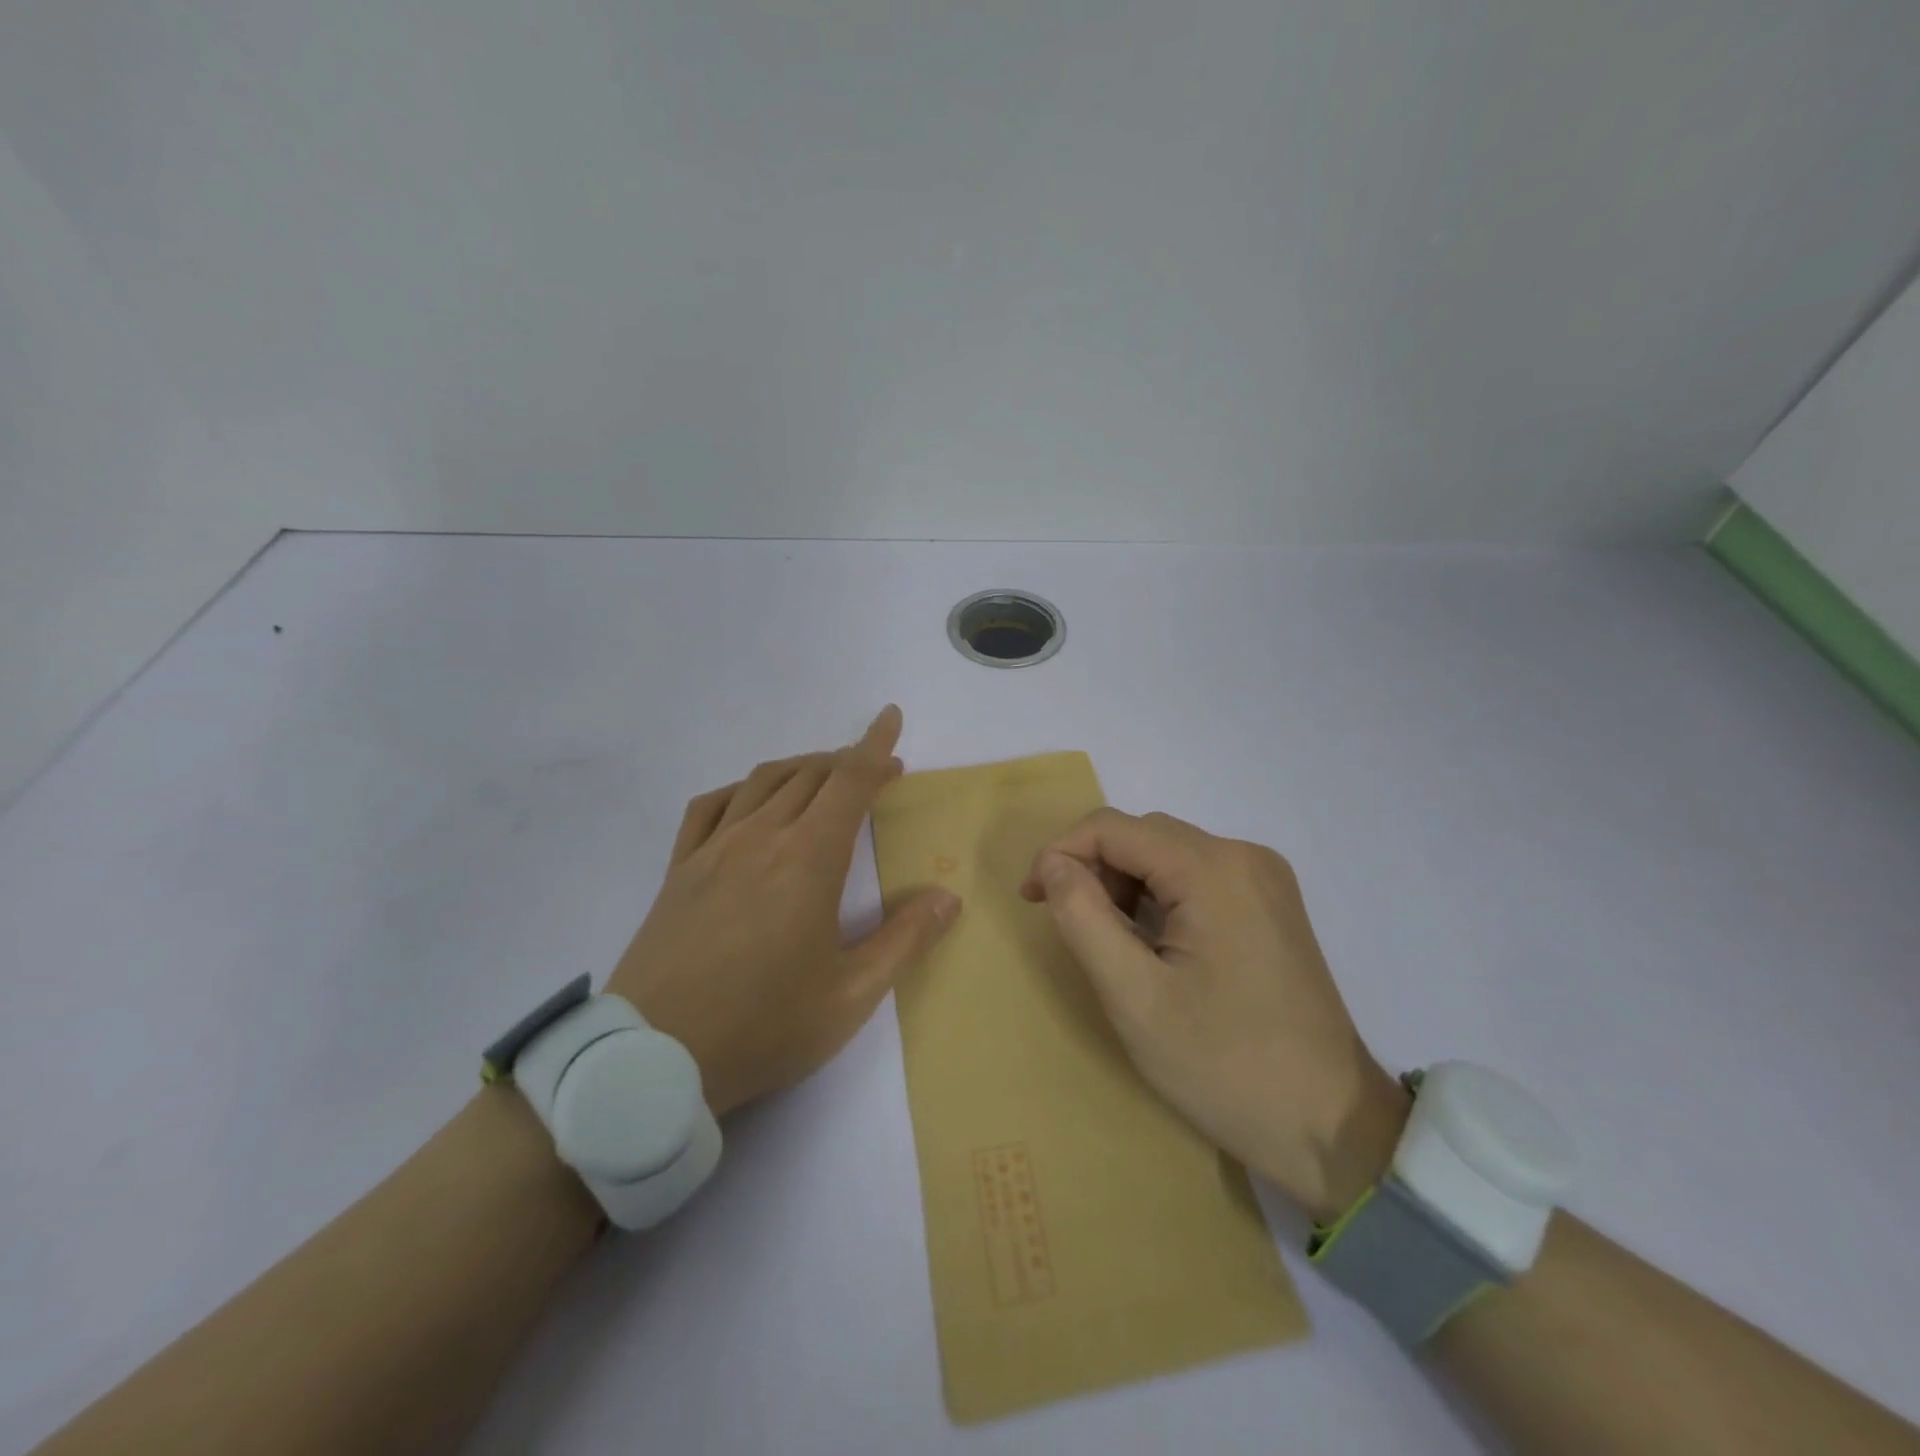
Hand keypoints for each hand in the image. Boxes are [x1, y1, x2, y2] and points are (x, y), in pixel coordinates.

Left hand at [607, 706, 960, 1116]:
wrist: (654, 1058)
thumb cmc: (764, 1026)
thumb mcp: (850, 996)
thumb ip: (904, 940)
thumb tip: (947, 897)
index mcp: (808, 860)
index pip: (849, 782)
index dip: (875, 746)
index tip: (891, 718)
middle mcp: (761, 837)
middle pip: (811, 775)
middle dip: (849, 761)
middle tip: (877, 771)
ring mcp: (713, 849)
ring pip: (763, 781)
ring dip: (802, 767)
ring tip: (825, 777)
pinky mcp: (679, 869)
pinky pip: (710, 805)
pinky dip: (742, 789)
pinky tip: (750, 801)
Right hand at [1021, 809, 1408, 1221]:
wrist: (1330, 1127)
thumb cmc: (1223, 1065)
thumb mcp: (1133, 996)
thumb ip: (1082, 917)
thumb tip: (1053, 864)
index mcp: (1213, 869)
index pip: (1113, 827)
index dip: (1061, 853)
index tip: (1032, 900)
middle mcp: (1244, 856)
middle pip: (1143, 834)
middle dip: (1094, 868)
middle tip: (1071, 927)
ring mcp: (1265, 879)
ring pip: (1169, 853)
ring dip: (1126, 883)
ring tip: (1111, 942)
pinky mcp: (1272, 904)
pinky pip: (1198, 876)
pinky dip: (1160, 896)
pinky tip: (1153, 943)